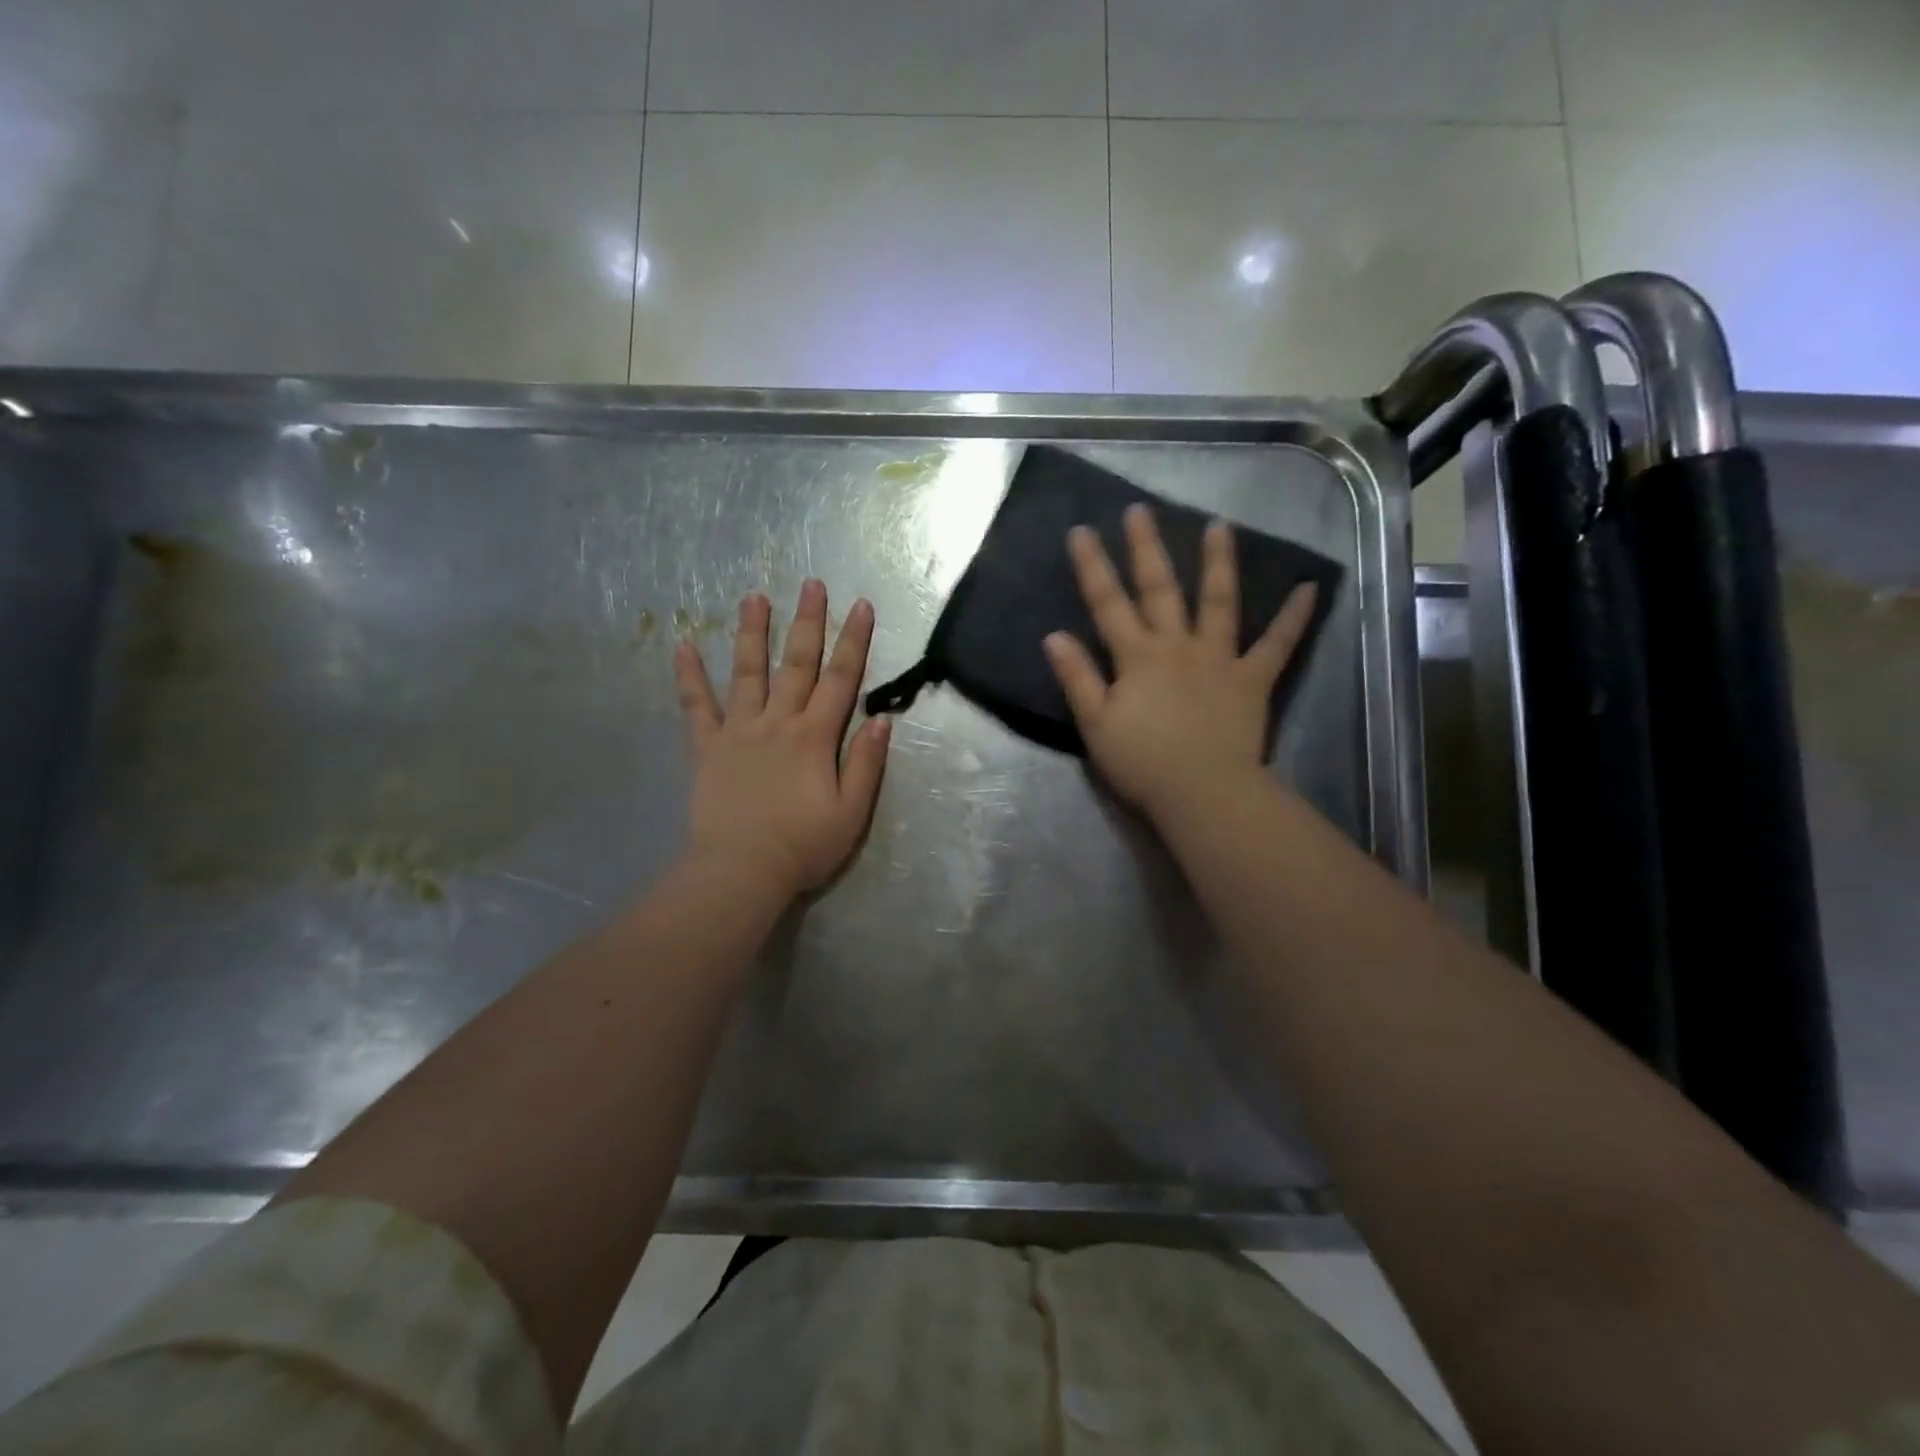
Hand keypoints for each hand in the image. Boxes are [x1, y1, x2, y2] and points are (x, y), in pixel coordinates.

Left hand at [673, 580, 890, 897]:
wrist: (741, 871)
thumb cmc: (804, 846)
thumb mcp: (852, 811)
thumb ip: (867, 763)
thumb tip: (882, 720)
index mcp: (815, 736)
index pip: (840, 679)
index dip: (853, 641)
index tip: (861, 606)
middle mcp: (778, 722)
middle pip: (796, 663)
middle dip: (808, 622)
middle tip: (812, 584)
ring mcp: (739, 731)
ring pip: (747, 673)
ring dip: (752, 633)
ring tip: (754, 596)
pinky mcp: (707, 748)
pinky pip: (696, 707)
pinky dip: (689, 677)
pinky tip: (682, 646)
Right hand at [1043, 505, 1317, 823]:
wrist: (1201, 792)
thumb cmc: (1142, 763)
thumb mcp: (1096, 724)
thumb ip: (1077, 678)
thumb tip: (1054, 636)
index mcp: (1137, 657)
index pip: (1108, 604)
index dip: (1092, 567)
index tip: (1082, 531)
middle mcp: (1178, 646)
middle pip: (1160, 590)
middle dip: (1147, 549)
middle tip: (1141, 511)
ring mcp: (1219, 659)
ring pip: (1218, 602)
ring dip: (1218, 563)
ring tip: (1219, 526)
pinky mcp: (1252, 680)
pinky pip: (1276, 644)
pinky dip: (1292, 617)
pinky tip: (1307, 589)